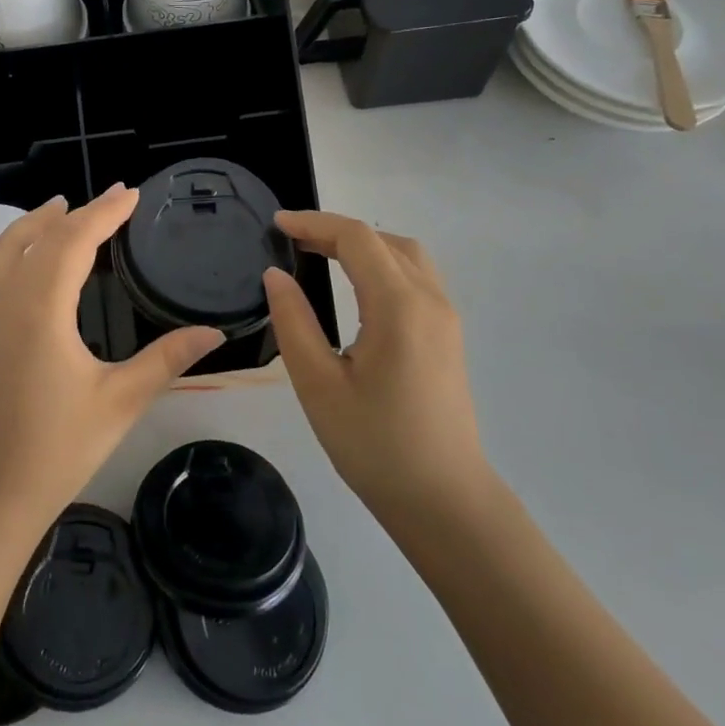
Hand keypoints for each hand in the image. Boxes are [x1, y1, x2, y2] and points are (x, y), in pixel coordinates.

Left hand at [0, 184, 224, 530]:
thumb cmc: (61, 446)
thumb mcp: (121, 400)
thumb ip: (167, 359)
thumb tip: (215, 332)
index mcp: (42, 307)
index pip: (75, 240)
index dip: (104, 212)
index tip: (130, 194)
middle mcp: (6, 300)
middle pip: (39, 238)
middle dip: (76, 214)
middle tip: (110, 201)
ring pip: (0, 250)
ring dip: (31, 225)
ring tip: (58, 210)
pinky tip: (6, 260)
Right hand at [262, 211, 492, 524]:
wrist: (444, 502)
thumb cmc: (375, 445)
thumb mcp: (318, 384)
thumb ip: (293, 321)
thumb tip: (276, 274)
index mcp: (399, 306)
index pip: (356, 238)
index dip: (314, 223)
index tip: (276, 225)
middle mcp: (430, 300)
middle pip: (383, 240)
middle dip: (335, 231)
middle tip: (292, 241)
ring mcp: (445, 317)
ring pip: (405, 254)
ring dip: (363, 244)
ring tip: (320, 255)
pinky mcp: (448, 336)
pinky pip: (416, 276)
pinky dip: (382, 263)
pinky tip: (356, 285)